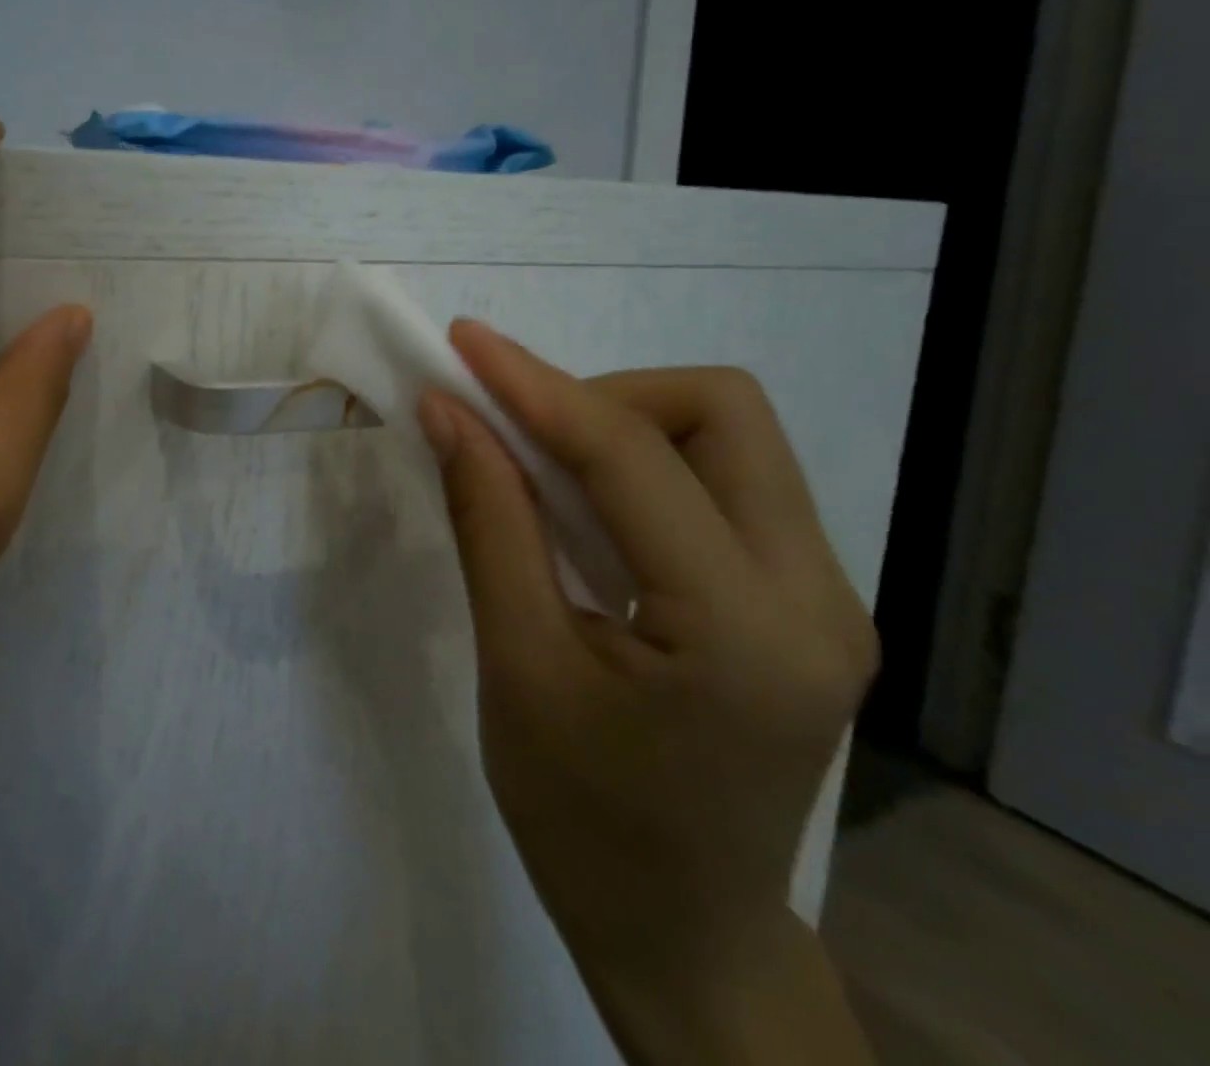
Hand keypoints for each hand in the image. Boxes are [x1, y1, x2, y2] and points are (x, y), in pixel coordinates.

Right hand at [418, 323, 877, 1057]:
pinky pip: (728, 481)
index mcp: (744, 631)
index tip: (464, 344)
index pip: (633, 457)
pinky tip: (588, 507)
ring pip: (731, 437)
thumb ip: (489, 522)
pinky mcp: (807, 599)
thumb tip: (449, 415)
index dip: (537, 387)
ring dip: (625, 425)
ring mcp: (827, 596)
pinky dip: (646, 465)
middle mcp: (817, 596)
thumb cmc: (581, 819)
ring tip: (543, 470)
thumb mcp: (516, 666)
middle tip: (517, 434)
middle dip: (604, 397)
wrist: (683, 932)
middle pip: (722, 413)